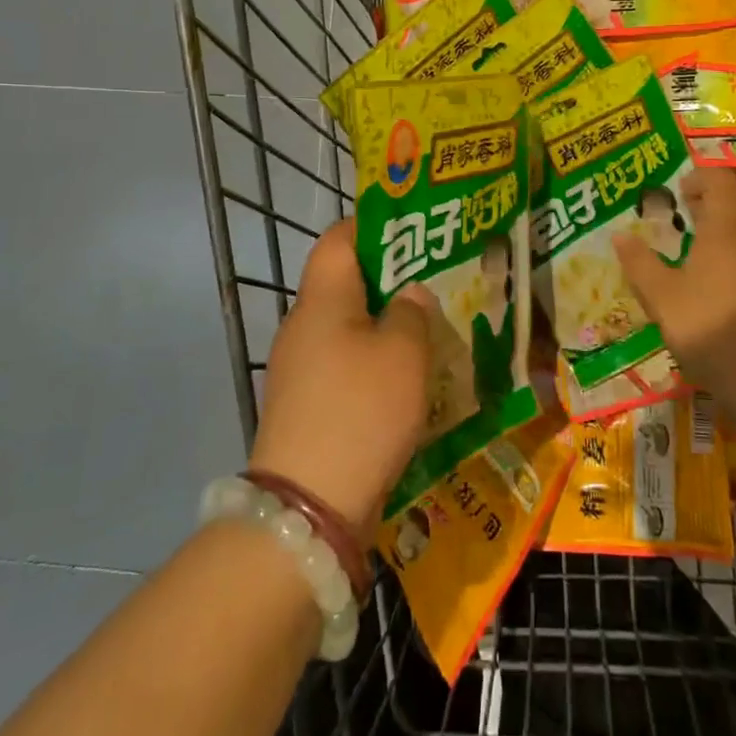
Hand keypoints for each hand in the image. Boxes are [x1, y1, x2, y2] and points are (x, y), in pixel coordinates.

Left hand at [248, 219, 431, 542]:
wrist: (308, 508)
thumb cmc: (360, 411)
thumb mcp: (404, 354)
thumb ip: (412, 312)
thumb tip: (409, 294)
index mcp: (322, 300)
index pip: (338, 239)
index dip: (374, 227)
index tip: (415, 232)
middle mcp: (303, 326)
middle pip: (345, 284)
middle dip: (390, 279)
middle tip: (436, 282)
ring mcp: (299, 368)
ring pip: (348, 327)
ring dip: (385, 325)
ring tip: (431, 330)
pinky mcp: (306, 405)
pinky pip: (344, 365)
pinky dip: (374, 363)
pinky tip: (408, 380)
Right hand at [613, 167, 735, 400]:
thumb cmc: (707, 327)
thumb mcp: (661, 297)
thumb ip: (639, 262)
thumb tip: (619, 235)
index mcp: (727, 227)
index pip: (720, 180)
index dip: (699, 178)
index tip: (678, 192)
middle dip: (717, 193)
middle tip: (689, 208)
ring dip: (735, 214)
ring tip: (707, 234)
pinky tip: (729, 265)